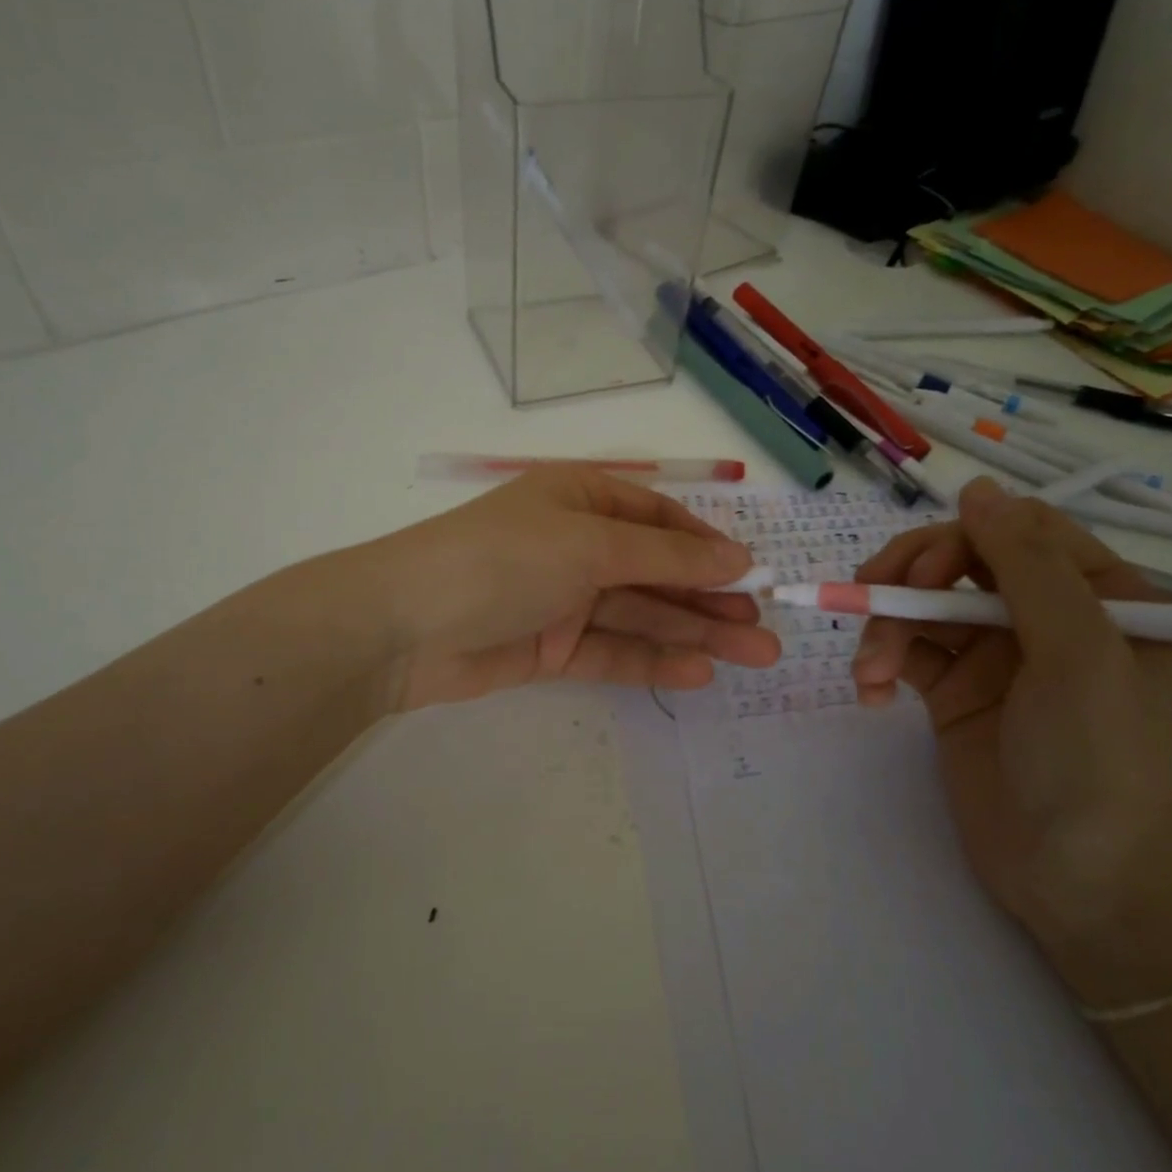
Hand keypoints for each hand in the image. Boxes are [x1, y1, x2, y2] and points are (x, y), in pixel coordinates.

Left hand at [361, 466, 780, 711]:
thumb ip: (664, 558)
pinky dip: (652, 661)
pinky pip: (612, 651)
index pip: (658, 520)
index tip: (752, 575)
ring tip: (754, 656)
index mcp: (580, 499)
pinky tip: (698, 672)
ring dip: (694, 633)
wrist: (403, 627)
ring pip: (641, 615)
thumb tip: (736, 558)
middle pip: (656, 572)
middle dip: (710, 599)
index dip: (705, 547)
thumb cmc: (502, 559)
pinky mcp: (551, 648)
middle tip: (767, 630)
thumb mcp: (589, 545)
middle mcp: (575, 545)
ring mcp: (563, 599)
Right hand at [851, 478, 1171, 999]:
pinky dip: (880, 664)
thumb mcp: (1077, 653)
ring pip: (921, 605)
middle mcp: (1043, 615)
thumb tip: (976, 488)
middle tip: (869, 605)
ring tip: (869, 672)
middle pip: (957, 559)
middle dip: (907, 580)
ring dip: (884, 629)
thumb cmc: (1094, 761)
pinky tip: (869, 691)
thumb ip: (1027, 566)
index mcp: (1098, 595)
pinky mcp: (954, 690)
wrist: (1076, 882)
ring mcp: (994, 654)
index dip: (957, 540)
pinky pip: (906, 652)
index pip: (1015, 530)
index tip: (920, 576)